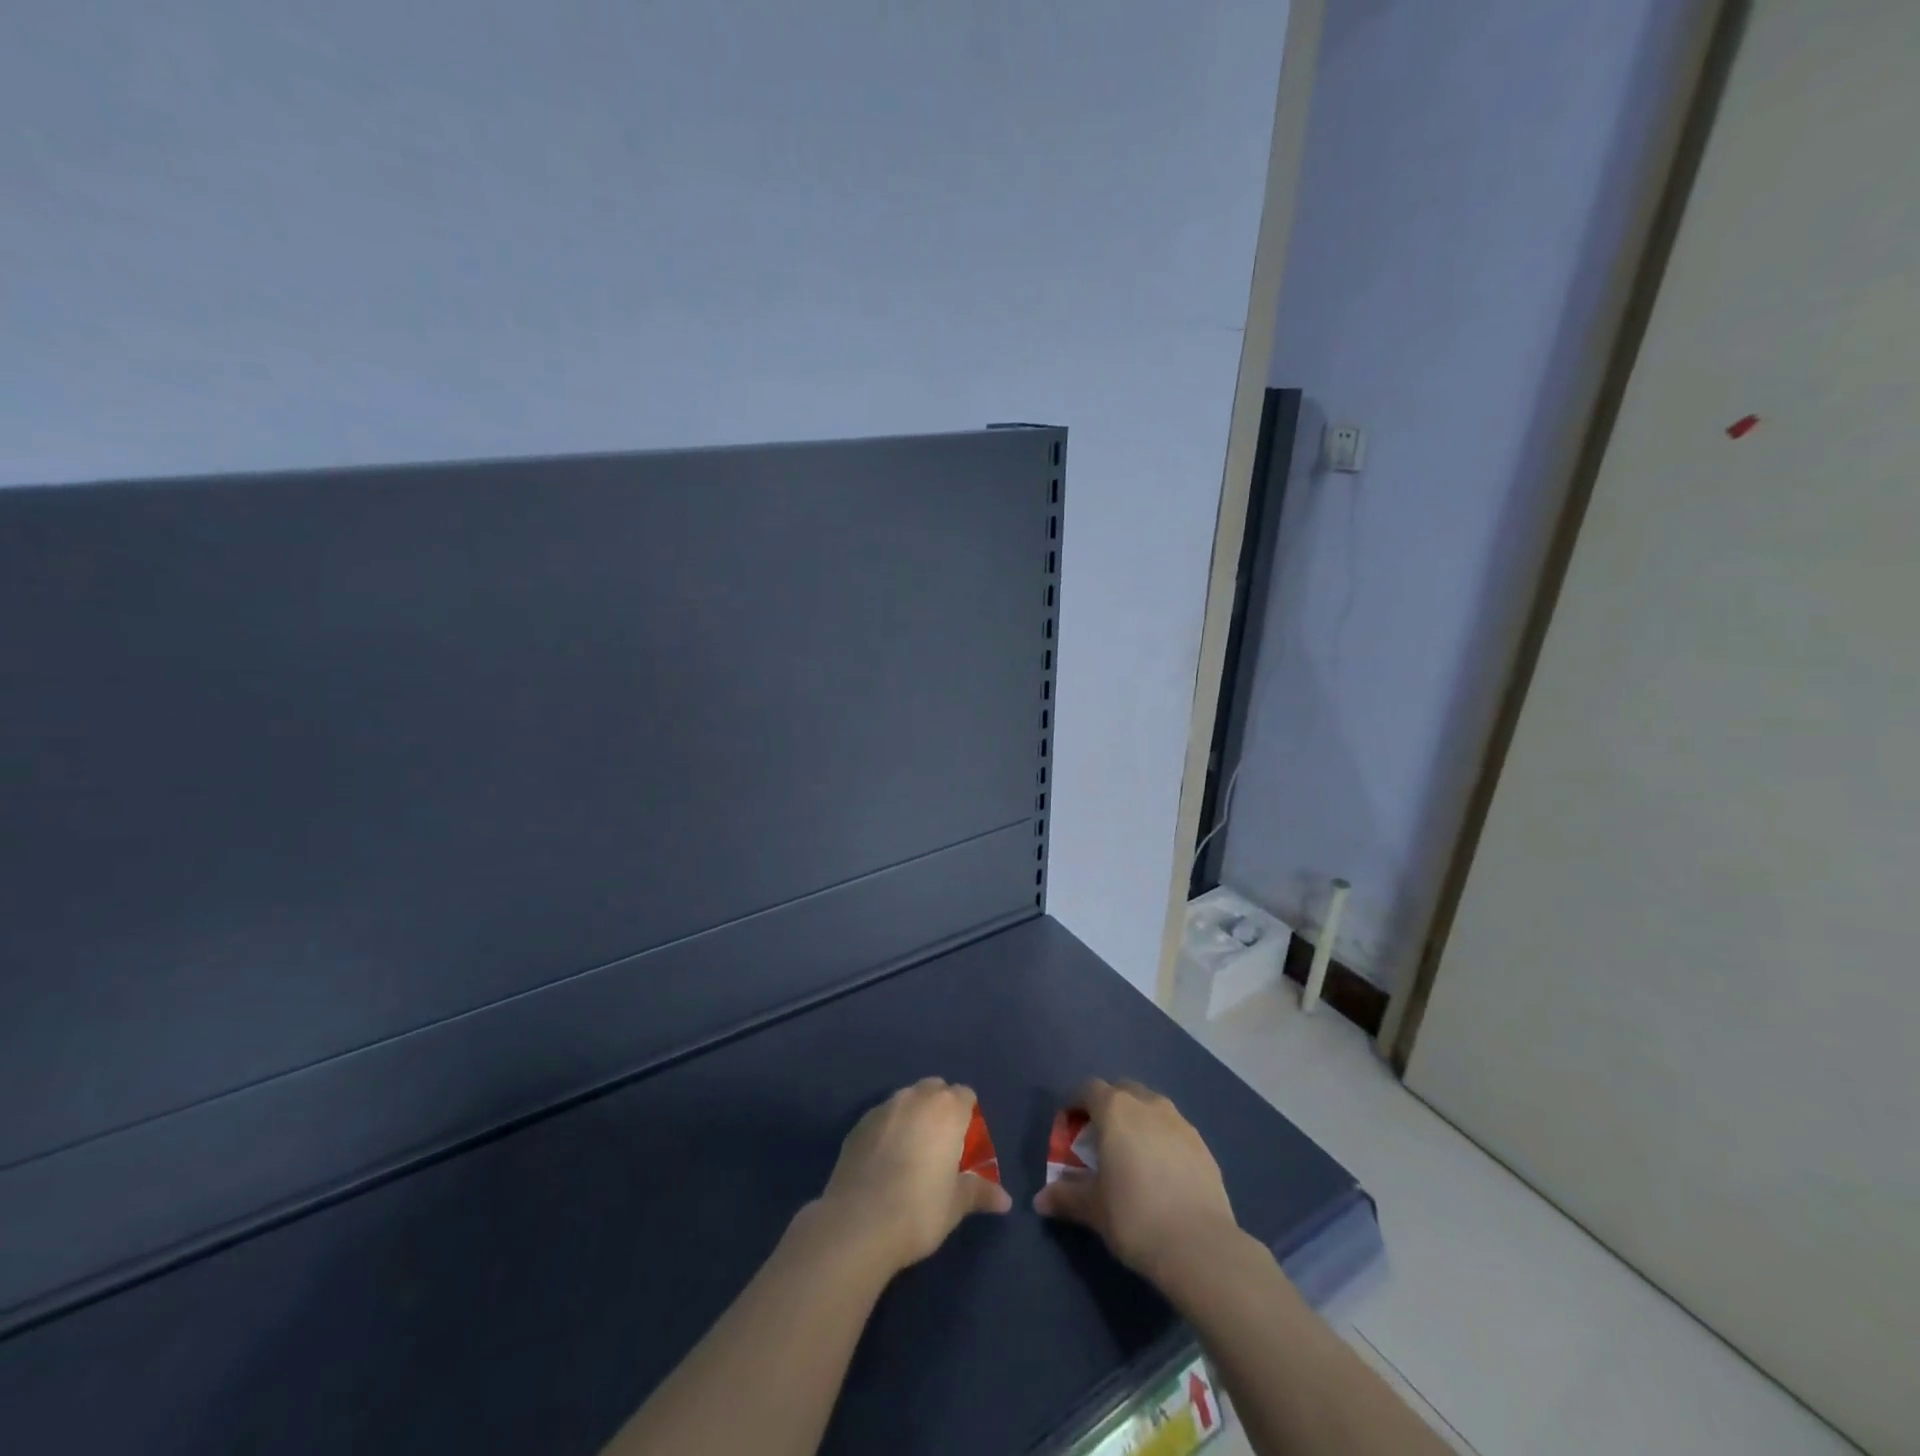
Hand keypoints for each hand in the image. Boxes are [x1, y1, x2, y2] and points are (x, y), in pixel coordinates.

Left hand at [814, 1078, 1012, 1273]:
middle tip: (941, 1145)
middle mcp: (915, 1098)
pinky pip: (882, 1117)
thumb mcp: (955, 1205)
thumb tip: (1006, 1200)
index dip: (968, 1115)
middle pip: (935, 1089)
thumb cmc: (919, 1210)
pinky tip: (884, 1161)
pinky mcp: (858, 1124)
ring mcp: (883, 1108)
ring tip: (911, 1152)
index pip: (965, 1095)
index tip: (965, 1142)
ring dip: (913, 1115)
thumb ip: (980, 1193)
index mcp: (947, 1109)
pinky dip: (888, 1129)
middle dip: (940, 1108)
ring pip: (906, 1099)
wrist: (858, 1224)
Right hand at [1031, 1078, 1240, 1284]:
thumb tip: (1039, 1200)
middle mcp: (1148, 1104)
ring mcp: (1180, 1122)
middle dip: (1109, 1106)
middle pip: (1122, 1090)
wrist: (1200, 1246)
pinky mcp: (1203, 1145)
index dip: (1076, 1103)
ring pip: (1152, 1107)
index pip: (1088, 1089)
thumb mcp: (1093, 1209)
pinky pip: (1174, 1130)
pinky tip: (1162, 1172)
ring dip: (1138, 1120)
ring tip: (1133, 1154)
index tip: (1069, 1126)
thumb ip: (1065, 1197)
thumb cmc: (1135, 1217)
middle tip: (1100, 1138)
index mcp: (1116, 1110)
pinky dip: (1162, 1140)